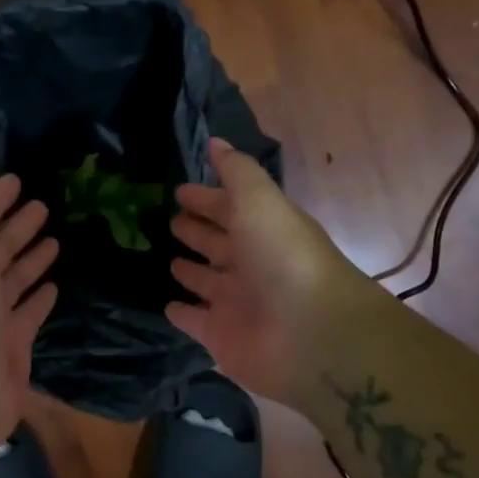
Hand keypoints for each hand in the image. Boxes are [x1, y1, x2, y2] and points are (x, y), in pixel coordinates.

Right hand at [166, 138, 370, 402]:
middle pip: (218, 243)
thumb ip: (237, 172)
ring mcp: (236, 302)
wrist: (310, 334)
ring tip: (167, 260)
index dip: (207, 198)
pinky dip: (183, 313)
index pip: (230, 208)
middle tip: (170, 220)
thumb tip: (215, 142)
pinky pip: (195, 320)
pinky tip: (168, 305)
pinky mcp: (221, 336)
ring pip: (207, 281)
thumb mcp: (260, 201)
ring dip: (190, 270)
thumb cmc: (283, 257)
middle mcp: (251, 264)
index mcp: (262, 229)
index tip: (179, 190)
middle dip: (197, 230)